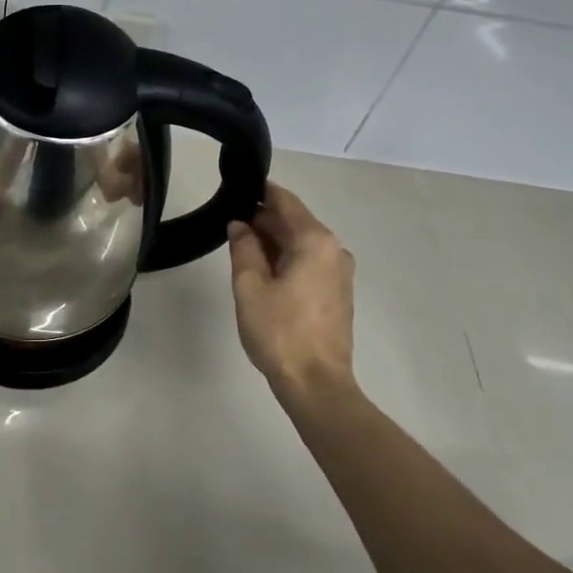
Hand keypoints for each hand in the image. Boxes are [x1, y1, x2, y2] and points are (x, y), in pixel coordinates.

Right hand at [226, 183, 356, 404]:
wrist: (317, 384)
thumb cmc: (279, 331)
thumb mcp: (250, 285)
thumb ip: (243, 247)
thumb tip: (240, 225)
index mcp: (315, 241)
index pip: (286, 202)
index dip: (261, 192)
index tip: (238, 188)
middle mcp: (334, 250)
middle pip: (296, 222)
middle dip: (265, 219)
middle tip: (232, 222)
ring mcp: (340, 273)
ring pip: (303, 244)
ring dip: (275, 241)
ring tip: (242, 247)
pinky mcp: (338, 294)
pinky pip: (310, 262)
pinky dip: (288, 259)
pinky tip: (264, 270)